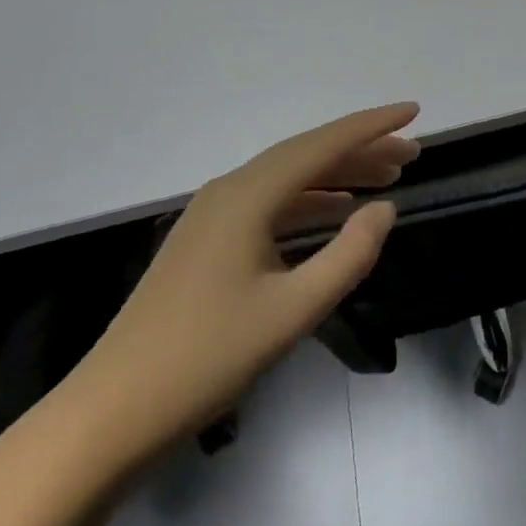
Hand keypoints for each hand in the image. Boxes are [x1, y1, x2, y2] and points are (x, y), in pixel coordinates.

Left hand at [62, 103, 419, 471]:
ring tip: (386, 178)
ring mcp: (214, 215)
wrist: (110, 414)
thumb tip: (385, 208)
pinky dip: (310, 201)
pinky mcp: (207, 241)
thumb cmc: (205, 359)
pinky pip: (270, 203)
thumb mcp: (291, 312)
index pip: (323, 145)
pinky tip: (335, 211)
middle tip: (411, 154)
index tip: (415, 111)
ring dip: (338, 175)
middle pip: (307, 155)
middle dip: (361, 149)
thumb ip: (348, 255)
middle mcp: (230, 190)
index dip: (372, 126)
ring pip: (289, 178)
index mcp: (248, 196)